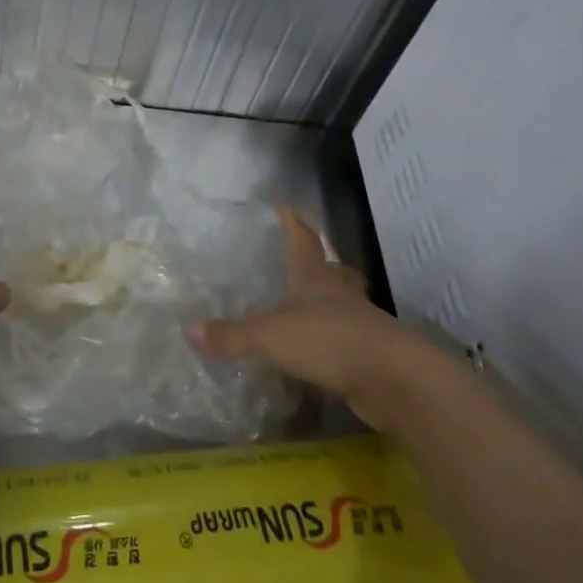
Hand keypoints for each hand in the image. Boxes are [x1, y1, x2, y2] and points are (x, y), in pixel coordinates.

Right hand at [187, 208, 408, 425]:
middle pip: (329, 268)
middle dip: (315, 261)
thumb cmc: (329, 339)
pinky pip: (343, 339)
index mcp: (314, 277)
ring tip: (302, 305)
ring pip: (340, 303)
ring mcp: (357, 322)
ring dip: (324, 301)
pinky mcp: (367, 354)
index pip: (301, 238)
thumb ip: (231, 335)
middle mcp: (338, 293)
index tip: (281, 203)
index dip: (291, 220)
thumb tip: (189, 328)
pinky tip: (313, 351)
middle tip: (297, 259)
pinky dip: (327, 340)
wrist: (393, 379)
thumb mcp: (270, 336)